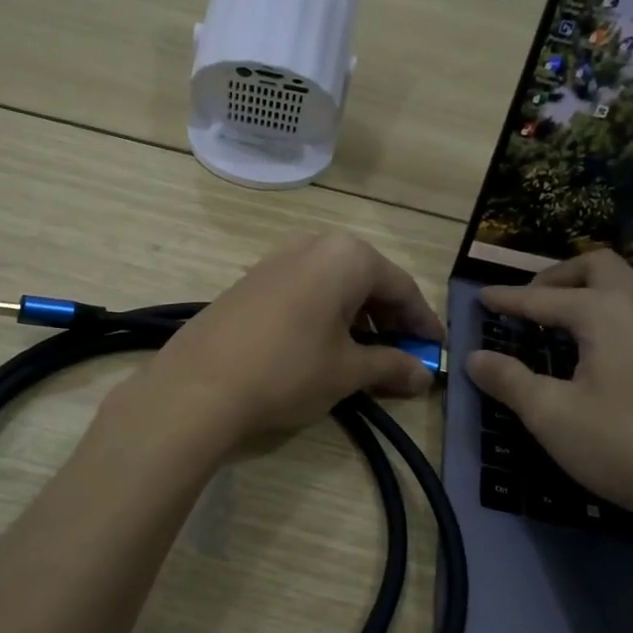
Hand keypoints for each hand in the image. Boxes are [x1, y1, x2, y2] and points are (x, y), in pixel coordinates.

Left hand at [123, 233, 444, 446]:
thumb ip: (391, 366)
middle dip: (389, 319)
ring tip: (365, 356)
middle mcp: (312, 246)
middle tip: (403, 355)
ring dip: (356, 318)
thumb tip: (423, 376)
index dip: (422, 322)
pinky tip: (322, 348)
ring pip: (333, 286)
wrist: (197, 386)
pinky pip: (303, 293)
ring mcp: (276, 261)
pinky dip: (324, 317)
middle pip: (367, 280)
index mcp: (346, 256)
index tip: (434, 351)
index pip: (401, 287)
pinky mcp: (250, 282)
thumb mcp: (347, 371)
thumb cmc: (288, 370)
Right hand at [464, 250, 632, 532]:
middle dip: (559, 275)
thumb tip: (474, 357)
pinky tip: (616, 353)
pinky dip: (622, 318)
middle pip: (599, 267)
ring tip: (568, 320)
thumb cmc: (622, 445)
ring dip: (595, 292)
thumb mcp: (550, 415)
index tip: (482, 297)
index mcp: (606, 312)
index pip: (544, 297)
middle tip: (531, 300)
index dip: (508, 298)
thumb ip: (509, 380)